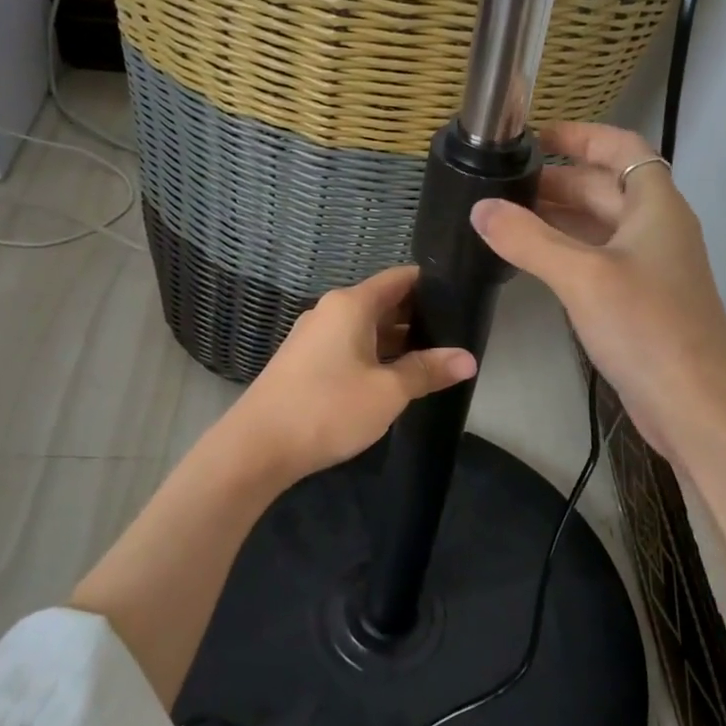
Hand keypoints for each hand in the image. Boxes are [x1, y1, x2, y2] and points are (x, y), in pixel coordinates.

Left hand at [226, 265, 477, 479]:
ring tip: (433, 359)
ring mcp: (313, 337)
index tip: (462, 297)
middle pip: (383, 303)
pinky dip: (374, 355)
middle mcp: (330, 311)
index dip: (431, 284)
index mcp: (350, 305)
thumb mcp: (388, 392)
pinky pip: (348, 347)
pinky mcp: (304, 362)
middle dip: (418, 318)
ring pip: (366, 328)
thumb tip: (468, 358)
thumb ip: (428, 370)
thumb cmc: (328, 409)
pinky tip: (393, 378)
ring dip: (397, 341)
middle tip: (457, 335)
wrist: (257, 447)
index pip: (399, 279)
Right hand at [470, 122, 725, 466]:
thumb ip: (529, 239)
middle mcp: (656, 229)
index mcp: (656, 206)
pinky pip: (596, 260)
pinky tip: (531, 260)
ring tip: (506, 216)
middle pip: (606, 187)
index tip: (537, 136)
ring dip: (558, 217)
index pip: (623, 148)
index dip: (583, 136)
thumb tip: (480, 208)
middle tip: (504, 184)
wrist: (696, 404)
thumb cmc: (647, 327)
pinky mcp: (637, 302)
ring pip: (599, 226)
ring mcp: (648, 268)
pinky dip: (564, 251)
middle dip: (558, 180)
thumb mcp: (583, 276)